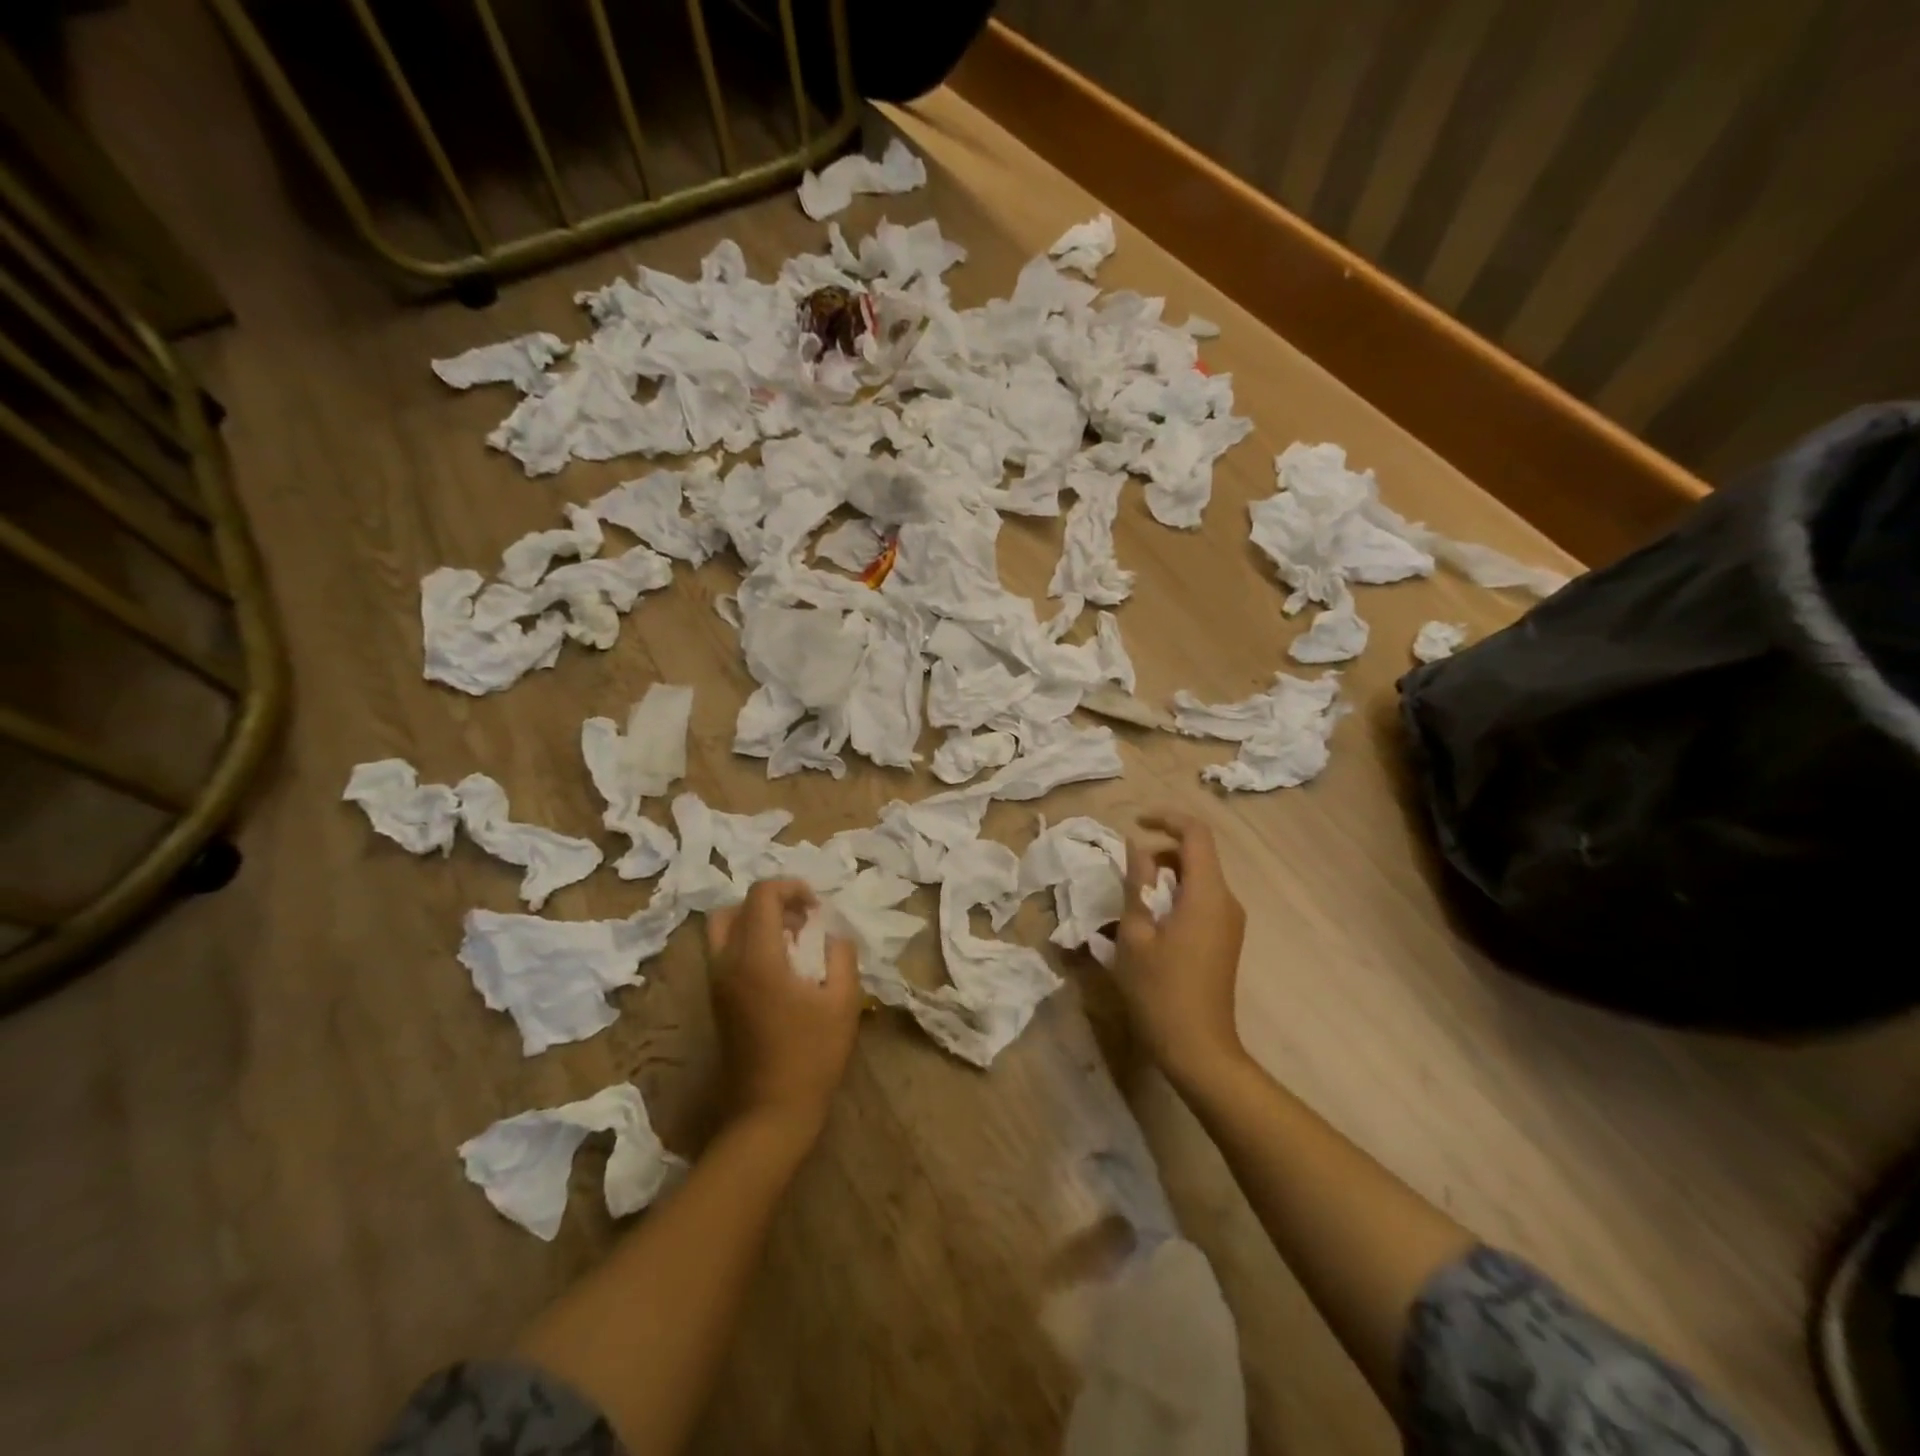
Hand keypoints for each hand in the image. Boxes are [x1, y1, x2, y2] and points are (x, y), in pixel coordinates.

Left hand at [705, 879, 861, 1140]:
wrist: (770, 1113)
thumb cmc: (812, 1056)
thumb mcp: (843, 1001)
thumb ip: (841, 955)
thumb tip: (833, 934)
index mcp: (757, 957)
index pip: (762, 895)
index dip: (791, 888)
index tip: (818, 908)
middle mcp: (727, 963)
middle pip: (734, 907)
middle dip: (769, 902)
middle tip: (802, 919)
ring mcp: (717, 984)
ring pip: (724, 930)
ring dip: (756, 922)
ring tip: (793, 942)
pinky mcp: (717, 1002)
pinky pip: (725, 953)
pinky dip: (749, 943)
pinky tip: (782, 967)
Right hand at [1113, 810, 1247, 1088]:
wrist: (1199, 1049)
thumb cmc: (1160, 991)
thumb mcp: (1135, 934)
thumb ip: (1136, 885)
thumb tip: (1136, 848)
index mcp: (1207, 894)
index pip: (1195, 833)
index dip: (1166, 819)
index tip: (1135, 823)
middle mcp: (1226, 901)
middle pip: (1196, 855)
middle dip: (1159, 853)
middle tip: (1125, 875)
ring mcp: (1229, 922)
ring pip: (1197, 879)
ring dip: (1164, 878)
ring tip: (1130, 904)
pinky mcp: (1225, 939)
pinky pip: (1200, 901)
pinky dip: (1174, 897)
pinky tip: (1148, 926)